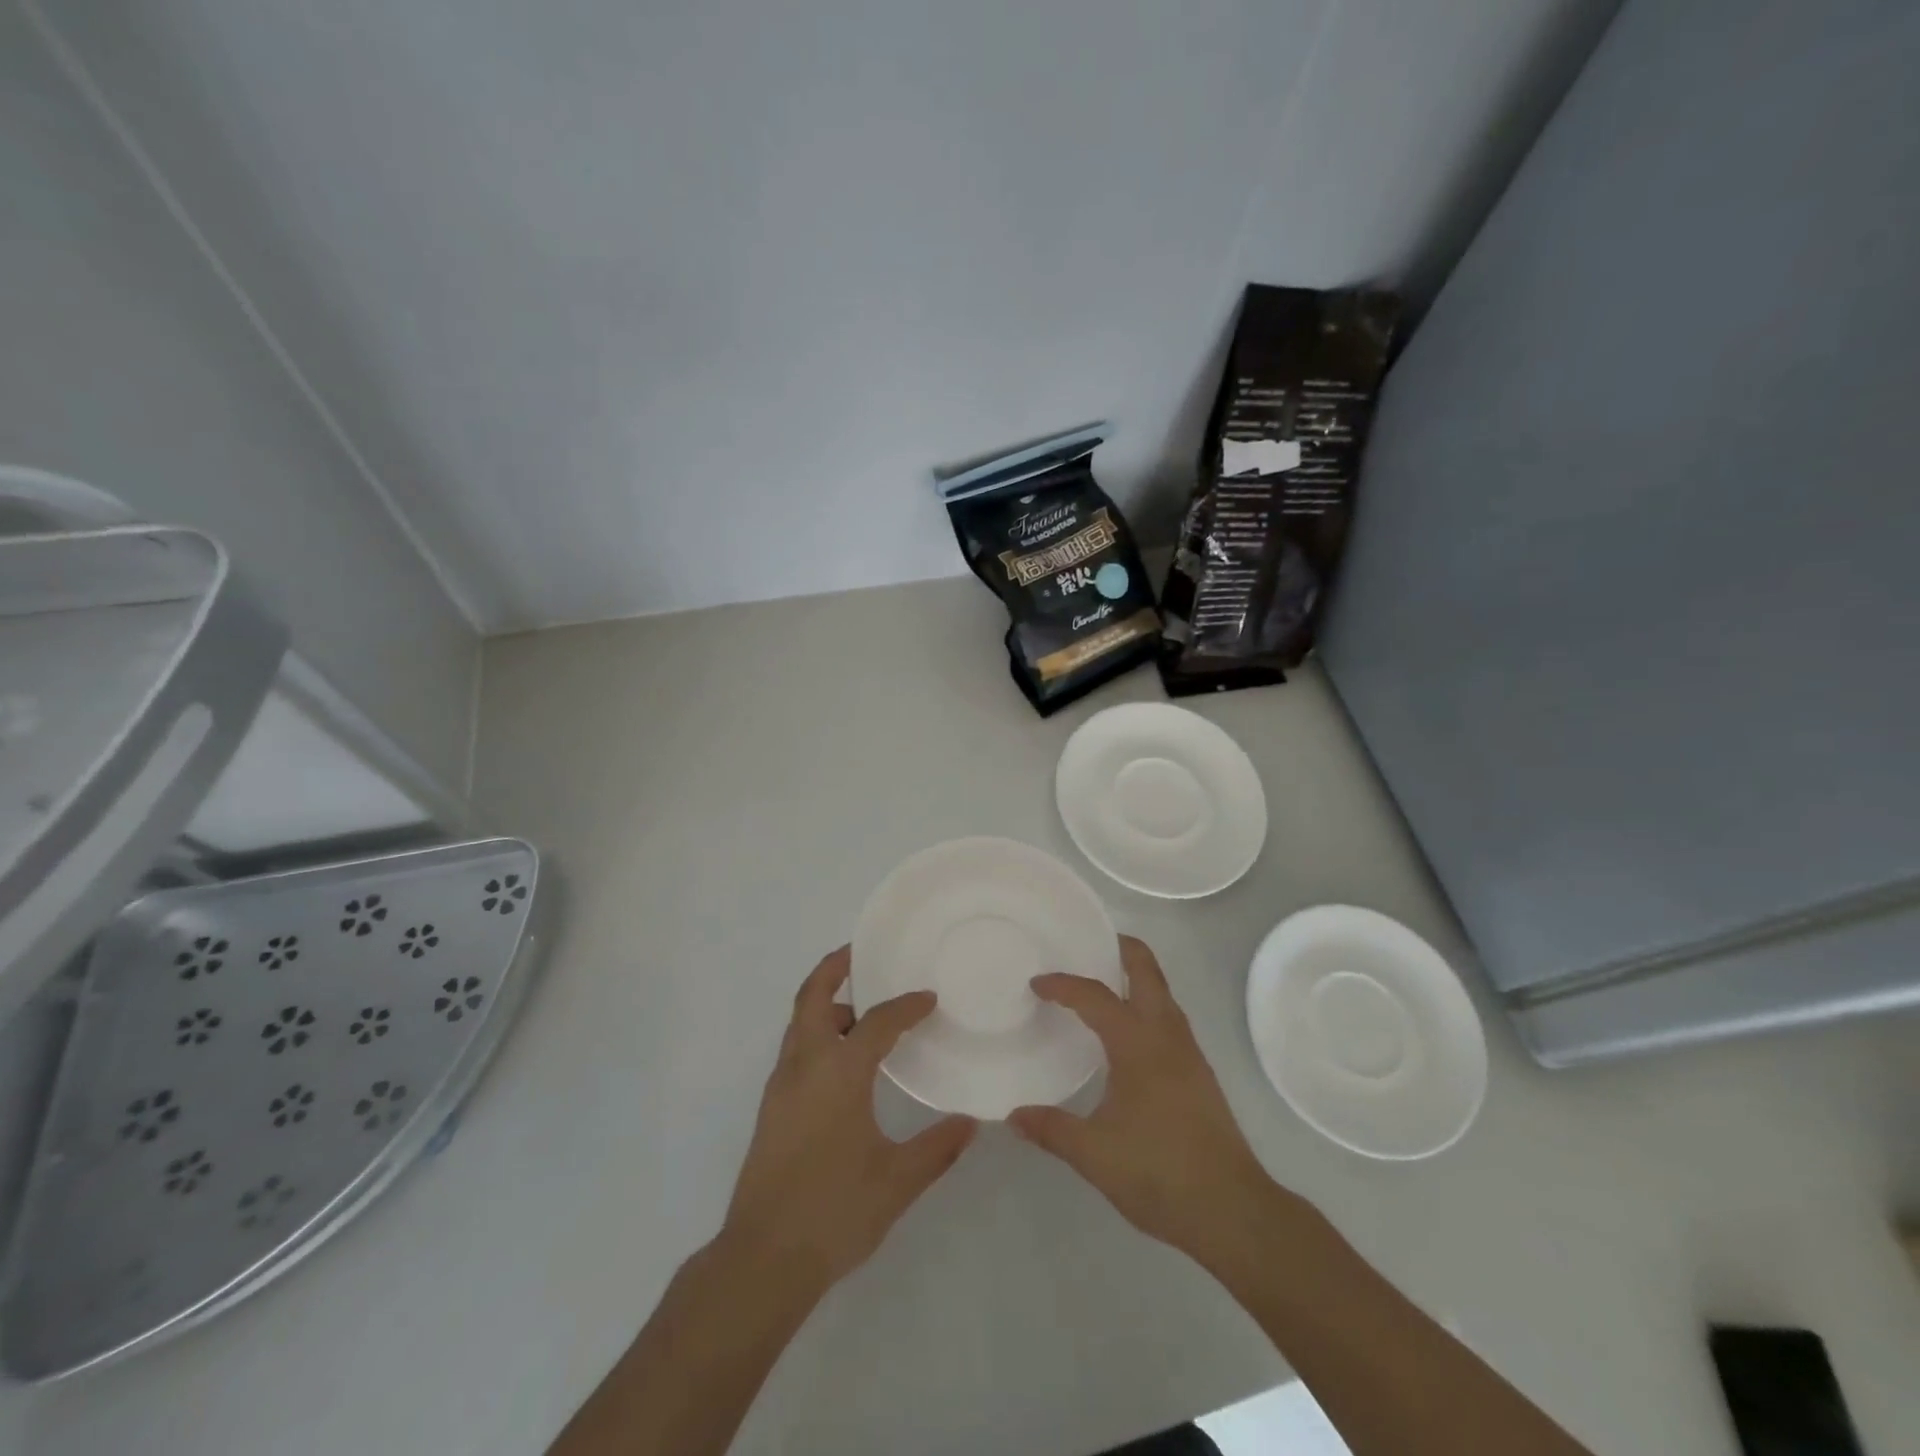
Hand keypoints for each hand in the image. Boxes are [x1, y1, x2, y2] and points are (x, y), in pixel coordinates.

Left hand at [720, 947, 976, 1295]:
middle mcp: (804, 1065)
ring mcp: (781, 1085)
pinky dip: (819, 1033)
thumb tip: (971, 1123)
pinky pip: (797, 1048)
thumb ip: (937, 1147)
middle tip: (861, 954)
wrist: (761, 1260)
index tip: (929, 999)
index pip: (876, 1022)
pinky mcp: (772, 1107)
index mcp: (838, 1072)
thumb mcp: (896, 1181)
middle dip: (835, 967)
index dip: (906, 1006)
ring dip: (828, 1004)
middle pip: (814, 997)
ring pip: (801, 1023)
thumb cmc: (833, 1212)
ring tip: (864, 1011)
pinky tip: (846, 1062)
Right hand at [1009, 936, 1291, 1261]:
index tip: (1036, 983)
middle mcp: (1166, 1034)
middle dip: (1120, 947)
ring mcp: (1188, 1052)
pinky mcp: (1198, 1072)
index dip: (1063, 985)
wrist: (1232, 1210)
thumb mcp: (1094, 1154)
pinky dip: (1145, 1004)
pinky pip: (1168, 1017)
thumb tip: (1014, 1115)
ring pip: (1162, 993)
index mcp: (1137, 1043)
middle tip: (1088, 942)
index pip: (1095, 996)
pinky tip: (1127, 1033)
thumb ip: (1052, 1129)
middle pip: (1146, 970)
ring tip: (1101, 983)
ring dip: (1135, 977)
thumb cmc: (1159, 1172)